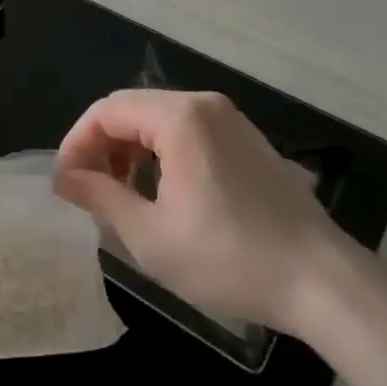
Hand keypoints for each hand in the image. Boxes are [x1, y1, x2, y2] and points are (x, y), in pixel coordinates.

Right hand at [54, 89, 370, 334]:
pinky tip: (163, 192)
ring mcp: (231, 120)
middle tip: (88, 191)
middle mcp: (204, 104)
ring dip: (131, 149)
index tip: (64, 184)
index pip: (107, 111)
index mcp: (179, 117)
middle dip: (102, 145)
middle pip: (133, 109)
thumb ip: (100, 196)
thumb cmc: (228, 258)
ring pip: (161, 119)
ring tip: (122, 194)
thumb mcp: (150, 235)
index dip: (76, 143)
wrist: (322, 281)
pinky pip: (190, 131)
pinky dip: (163, 152)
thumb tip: (65, 177)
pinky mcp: (248, 140)